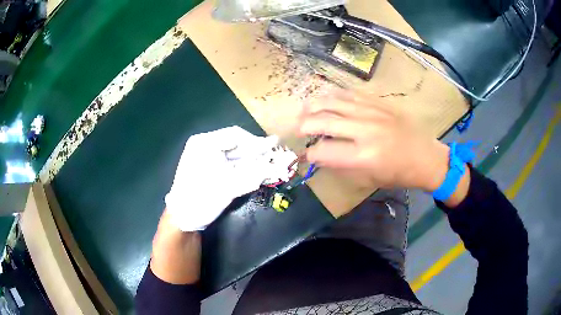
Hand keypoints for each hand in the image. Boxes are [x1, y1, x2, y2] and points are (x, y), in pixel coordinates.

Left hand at [165, 126, 289, 231]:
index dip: (256, 142)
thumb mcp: (229, 187)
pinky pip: (228, 163)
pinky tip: (255, 171)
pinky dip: (242, 167)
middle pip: (235, 143)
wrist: (182, 219)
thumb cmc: (201, 199)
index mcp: (204, 143)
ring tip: (269, 163)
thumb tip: (279, 168)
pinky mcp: (206, 168)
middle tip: (274, 155)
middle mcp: (204, 145)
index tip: (273, 149)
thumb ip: (254, 176)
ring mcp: (204, 156)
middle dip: (255, 151)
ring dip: (251, 159)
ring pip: (233, 154)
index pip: (235, 135)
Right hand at [298, 90, 449, 190]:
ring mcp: (371, 112)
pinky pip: (349, 94)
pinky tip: (326, 99)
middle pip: (322, 121)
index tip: (306, 154)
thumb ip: (342, 165)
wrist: (425, 156)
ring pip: (333, 102)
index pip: (323, 152)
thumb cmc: (398, 174)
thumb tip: (321, 154)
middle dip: (303, 125)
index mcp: (363, 157)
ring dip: (313, 106)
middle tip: (297, 128)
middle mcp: (364, 131)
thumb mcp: (368, 178)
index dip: (309, 154)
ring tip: (304, 110)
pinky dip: (333, 96)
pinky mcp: (378, 102)